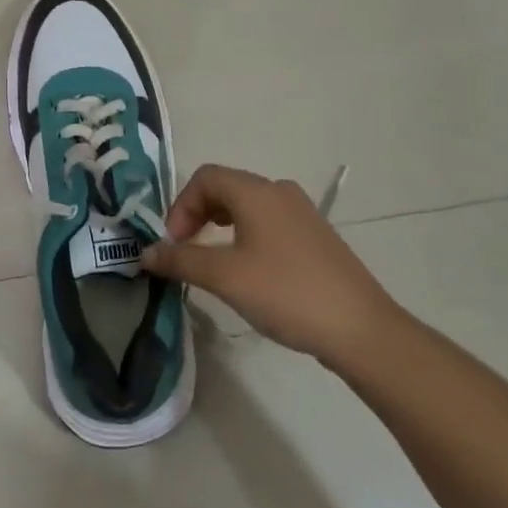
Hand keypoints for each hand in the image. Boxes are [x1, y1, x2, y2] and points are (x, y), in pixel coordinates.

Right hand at [142, 164, 398, 367]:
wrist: (361, 329)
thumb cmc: (286, 293)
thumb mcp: (225, 277)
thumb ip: (181, 260)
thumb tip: (146, 253)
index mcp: (257, 192)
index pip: (205, 177)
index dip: (180, 205)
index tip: (173, 244)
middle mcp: (279, 192)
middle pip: (226, 187)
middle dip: (197, 214)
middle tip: (185, 251)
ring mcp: (302, 213)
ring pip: (248, 206)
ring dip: (220, 225)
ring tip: (212, 261)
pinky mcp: (315, 237)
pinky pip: (268, 223)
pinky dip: (245, 235)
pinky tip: (248, 271)